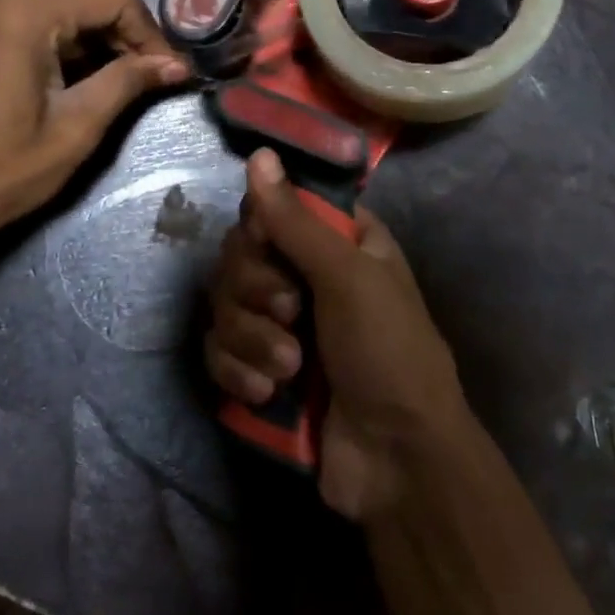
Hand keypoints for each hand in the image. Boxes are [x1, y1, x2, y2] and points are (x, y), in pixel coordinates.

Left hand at [0, 0, 188, 277]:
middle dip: (120, 37)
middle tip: (144, 82)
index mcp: (20, 11)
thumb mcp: (74, 129)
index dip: (149, 32)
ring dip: (87, 43)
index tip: (167, 72)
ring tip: (108, 87)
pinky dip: (51, 46)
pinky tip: (62, 84)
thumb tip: (176, 65)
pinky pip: (19, 22)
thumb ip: (127, 83)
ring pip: (51, 10)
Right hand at [206, 149, 470, 519]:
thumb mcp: (348, 277)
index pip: (271, 209)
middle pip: (239, 256)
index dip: (261, 230)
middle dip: (255, 291)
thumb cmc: (388, 351)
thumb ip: (295, 220)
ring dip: (251, 338)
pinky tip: (264, 395)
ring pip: (224, 305)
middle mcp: (305, 274)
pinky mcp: (259, 368)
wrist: (395, 460)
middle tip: (291, 315)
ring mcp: (280, 324)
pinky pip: (219, 351)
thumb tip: (259, 154)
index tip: (267, 248)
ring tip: (289, 369)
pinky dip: (237, 371)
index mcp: (336, 242)